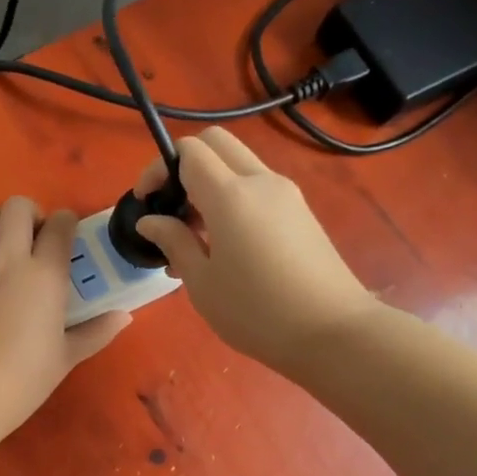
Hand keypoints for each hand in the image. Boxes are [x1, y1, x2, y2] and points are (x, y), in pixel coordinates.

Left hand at [0, 197, 129, 445]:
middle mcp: (7, 258)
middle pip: (18, 206)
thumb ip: (96, 332)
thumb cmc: (21, 382)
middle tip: (30, 241)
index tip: (64, 238)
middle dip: (29, 215)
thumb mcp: (65, 359)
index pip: (61, 224)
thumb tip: (124, 316)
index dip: (65, 224)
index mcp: (45, 276)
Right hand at [133, 128, 376, 372]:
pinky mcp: (300, 212)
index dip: (159, 167)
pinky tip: (223, 245)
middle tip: (170, 207)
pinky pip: (257, 188)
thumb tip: (150, 220)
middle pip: (216, 143)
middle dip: (184, 164)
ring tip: (192, 235)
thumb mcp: (202, 283)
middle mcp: (260, 181)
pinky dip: (232, 199)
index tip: (144, 200)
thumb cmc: (255, 311)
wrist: (332, 332)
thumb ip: (174, 242)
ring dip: (209, 183)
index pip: (189, 151)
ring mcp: (286, 194)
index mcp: (230, 195)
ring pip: (238, 165)